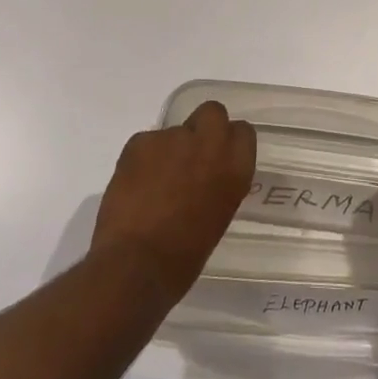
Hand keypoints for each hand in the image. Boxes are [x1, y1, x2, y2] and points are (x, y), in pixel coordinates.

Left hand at [91, 101, 255, 298]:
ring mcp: (173, 138)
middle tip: (189, 158)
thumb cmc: (183, 257)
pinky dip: (142, 159)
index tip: (219, 159)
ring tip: (153, 184)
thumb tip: (205, 178)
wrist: (135, 265)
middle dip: (202, 128)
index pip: (243, 132)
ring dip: (168, 150)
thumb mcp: (217, 217)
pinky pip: (146, 142)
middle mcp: (209, 143)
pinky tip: (134, 187)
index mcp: (235, 167)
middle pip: (213, 112)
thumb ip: (218, 185)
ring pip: (174, 131)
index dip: (229, 143)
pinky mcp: (140, 141)